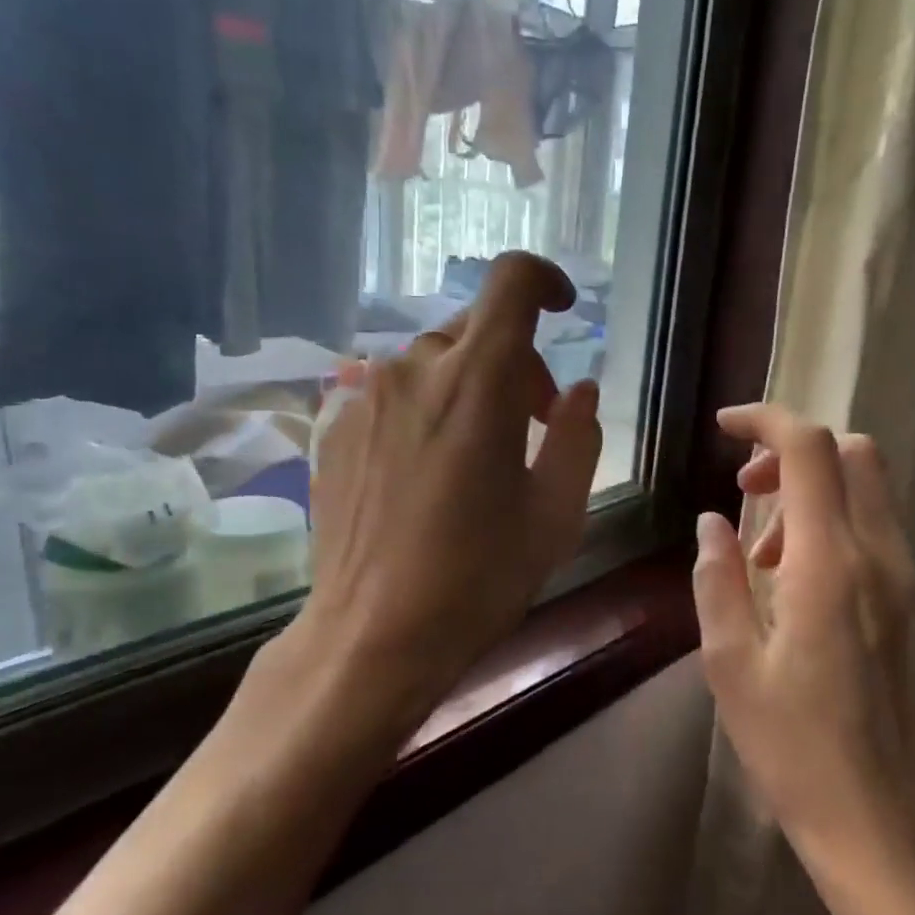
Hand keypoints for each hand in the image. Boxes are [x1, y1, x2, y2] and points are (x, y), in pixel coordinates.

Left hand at [290, 252, 602, 739]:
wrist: (371, 635)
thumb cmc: (478, 577)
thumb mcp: (554, 513)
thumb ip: (576, 437)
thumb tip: (579, 392)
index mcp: (477, 381)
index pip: (511, 281)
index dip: (544, 280)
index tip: (563, 311)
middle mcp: (414, 370)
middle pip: (477, 329)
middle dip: (517, 363)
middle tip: (531, 426)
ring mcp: (365, 397)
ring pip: (434, 362)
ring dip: (470, 387)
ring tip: (479, 456)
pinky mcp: (335, 429)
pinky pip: (395, 395)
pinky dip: (427, 410)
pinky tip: (428, 475)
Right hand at [692, 405, 914, 870]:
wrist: (877, 816)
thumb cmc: (791, 746)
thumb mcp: (729, 662)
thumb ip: (718, 578)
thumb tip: (713, 523)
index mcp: (830, 566)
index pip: (809, 450)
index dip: (765, 420)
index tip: (723, 427)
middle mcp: (880, 556)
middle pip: (852, 452)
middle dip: (792, 452)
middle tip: (745, 494)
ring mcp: (905, 578)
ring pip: (866, 487)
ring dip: (810, 490)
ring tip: (763, 556)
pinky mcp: (911, 600)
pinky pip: (874, 526)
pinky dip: (831, 520)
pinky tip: (794, 578)